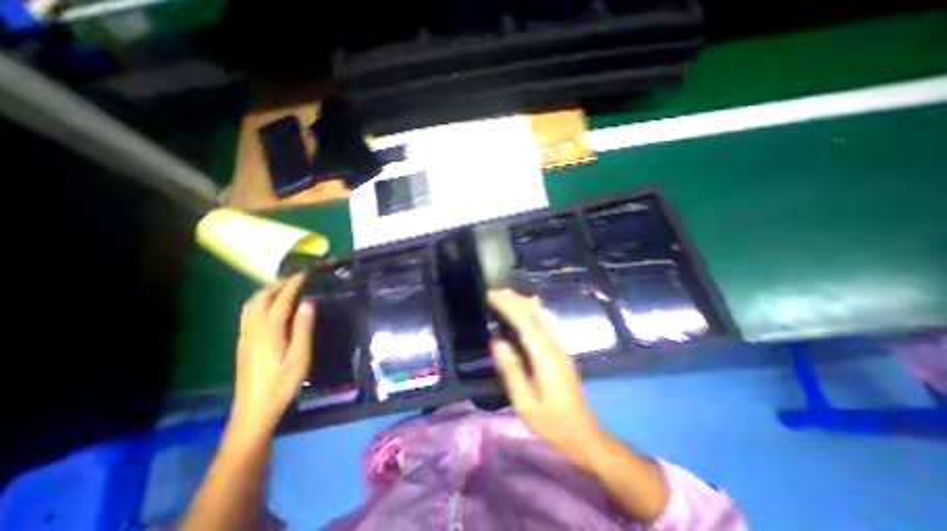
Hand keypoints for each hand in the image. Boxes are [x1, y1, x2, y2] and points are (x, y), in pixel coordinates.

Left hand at [230, 273, 315, 438]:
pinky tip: (270, 307)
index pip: (281, 300)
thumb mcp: (300, 357)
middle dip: (277, 284)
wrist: (253, 411)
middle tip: (296, 278)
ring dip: (267, 292)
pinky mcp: (244, 344)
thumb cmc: (282, 384)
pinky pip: (249, 314)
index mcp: (268, 332)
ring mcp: (245, 337)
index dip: (293, 284)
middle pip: (260, 299)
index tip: (305, 273)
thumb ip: (303, 328)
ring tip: (284, 287)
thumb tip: (307, 302)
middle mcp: (253, 330)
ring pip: (251, 306)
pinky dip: (260, 302)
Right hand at [492, 291, 601, 468]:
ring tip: (508, 294)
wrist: (584, 434)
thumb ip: (512, 371)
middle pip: (536, 315)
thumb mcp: (525, 403)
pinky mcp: (561, 351)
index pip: (526, 324)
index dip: (509, 307)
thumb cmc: (551, 423)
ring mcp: (561, 347)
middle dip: (515, 300)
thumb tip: (497, 342)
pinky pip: (547, 323)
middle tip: (495, 292)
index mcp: (546, 358)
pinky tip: (528, 307)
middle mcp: (556, 347)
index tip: (492, 296)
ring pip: (544, 316)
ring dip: (525, 302)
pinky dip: (534, 310)